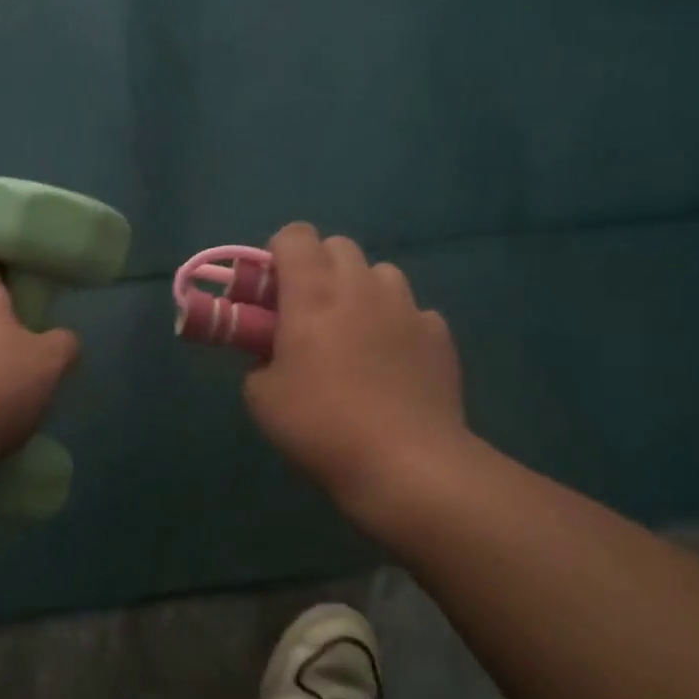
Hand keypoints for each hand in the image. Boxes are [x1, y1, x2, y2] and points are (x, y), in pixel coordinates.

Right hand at [244, 224, 475, 518]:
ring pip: (381, 274)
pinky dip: (397, 326)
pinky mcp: (439, 335)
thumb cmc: (320, 425)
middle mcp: (361, 286)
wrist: (404, 462)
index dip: (278, 255)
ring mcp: (407, 308)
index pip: (294, 236)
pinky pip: (413, 312)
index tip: (271, 292)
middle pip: (339, 246)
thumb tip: (272, 354)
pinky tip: (391, 364)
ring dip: (361, 291)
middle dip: (319, 268)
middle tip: (307, 315)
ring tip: (353, 336)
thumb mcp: (261, 397)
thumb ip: (259, 360)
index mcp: (312, 293)